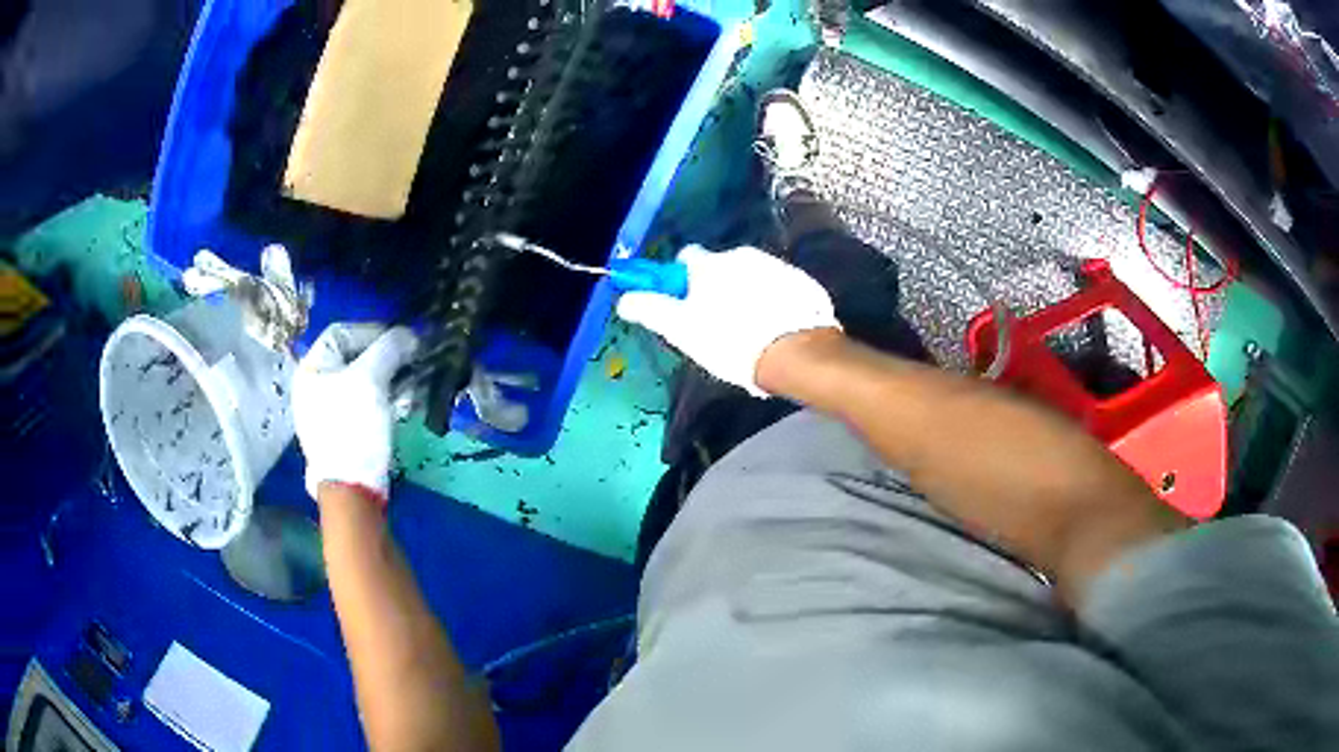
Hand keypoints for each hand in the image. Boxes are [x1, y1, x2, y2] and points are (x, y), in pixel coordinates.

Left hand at [293, 323, 418, 500]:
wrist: (351, 487)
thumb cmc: (354, 427)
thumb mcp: (371, 380)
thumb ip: (389, 349)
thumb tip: (409, 333)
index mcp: (311, 368)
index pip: (342, 332)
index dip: (373, 330)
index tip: (403, 339)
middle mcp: (314, 386)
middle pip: (351, 356)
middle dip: (383, 355)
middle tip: (410, 359)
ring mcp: (326, 410)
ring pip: (360, 379)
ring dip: (386, 376)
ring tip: (410, 380)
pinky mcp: (342, 430)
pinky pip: (362, 401)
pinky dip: (382, 396)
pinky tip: (400, 401)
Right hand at [616, 245, 839, 394]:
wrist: (795, 352)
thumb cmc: (730, 341)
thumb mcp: (681, 330)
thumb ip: (650, 310)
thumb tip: (625, 299)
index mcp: (710, 264)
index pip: (685, 259)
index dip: (682, 281)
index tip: (685, 306)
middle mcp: (743, 255)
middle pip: (721, 268)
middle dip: (717, 290)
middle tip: (718, 327)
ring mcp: (777, 266)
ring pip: (752, 278)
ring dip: (747, 296)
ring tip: (751, 334)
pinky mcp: (803, 283)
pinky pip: (781, 289)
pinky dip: (775, 303)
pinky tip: (776, 330)